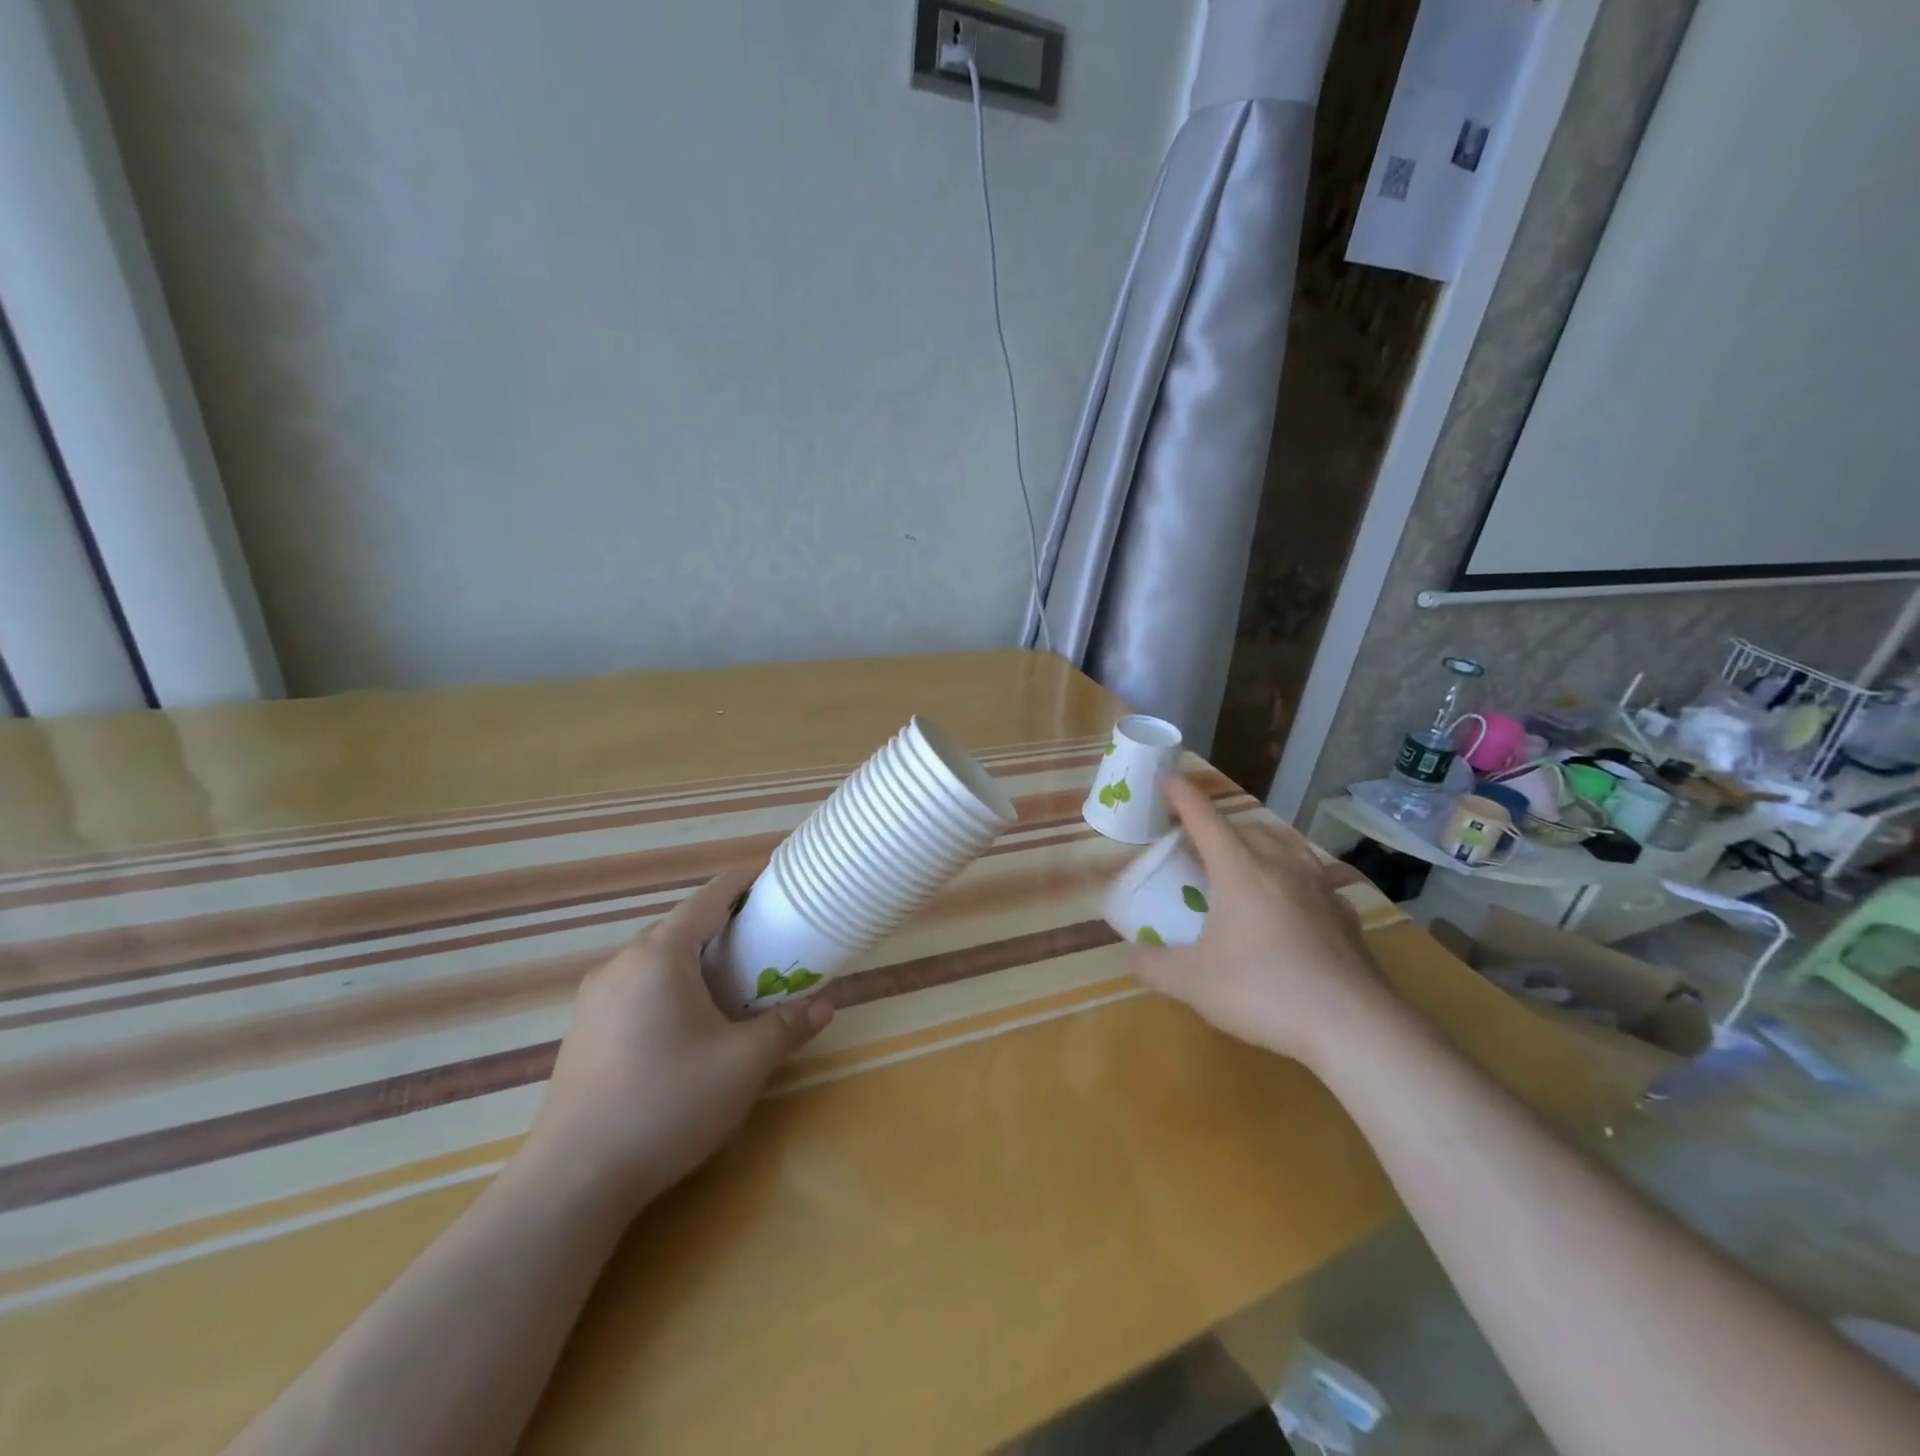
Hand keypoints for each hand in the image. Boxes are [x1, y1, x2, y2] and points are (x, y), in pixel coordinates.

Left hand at [524, 865, 832, 1212]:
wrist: (573, 1181)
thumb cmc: (667, 1103)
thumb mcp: (743, 1064)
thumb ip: (787, 1027)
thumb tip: (825, 1005)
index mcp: (660, 955)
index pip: (709, 897)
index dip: (745, 880)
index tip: (776, 874)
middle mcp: (621, 963)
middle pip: (681, 925)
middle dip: (725, 921)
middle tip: (766, 933)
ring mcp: (595, 997)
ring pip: (656, 957)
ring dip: (695, 955)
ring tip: (732, 975)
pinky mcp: (583, 1030)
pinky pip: (636, 986)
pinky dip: (669, 982)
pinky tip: (686, 1019)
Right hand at [1130, 777, 1391, 1071]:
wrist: (1352, 1026)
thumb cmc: (1263, 991)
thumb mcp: (1193, 983)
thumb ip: (1154, 966)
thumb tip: (1132, 956)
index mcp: (1239, 871)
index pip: (1204, 819)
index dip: (1182, 795)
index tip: (1166, 775)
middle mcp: (1280, 866)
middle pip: (1247, 827)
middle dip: (1220, 825)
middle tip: (1200, 843)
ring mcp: (1319, 887)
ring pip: (1286, 845)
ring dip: (1260, 842)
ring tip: (1248, 859)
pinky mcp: (1344, 914)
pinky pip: (1313, 878)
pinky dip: (1293, 877)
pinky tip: (1292, 903)